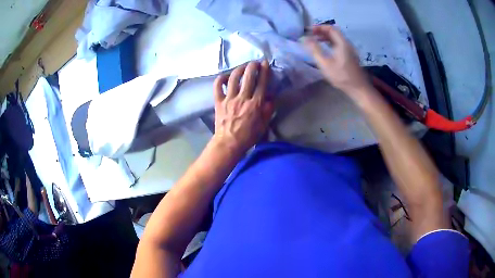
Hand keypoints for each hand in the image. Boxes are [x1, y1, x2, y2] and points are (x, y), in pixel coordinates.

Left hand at [212, 60, 273, 153]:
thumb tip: (270, 97)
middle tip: (254, 62)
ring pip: (233, 78)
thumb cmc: (248, 136)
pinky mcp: (218, 101)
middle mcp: (242, 98)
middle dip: (252, 66)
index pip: (261, 83)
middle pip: (248, 76)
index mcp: (255, 104)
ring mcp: (229, 99)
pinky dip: (221, 79)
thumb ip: (268, 109)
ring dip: (239, 69)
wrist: (229, 143)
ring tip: (243, 66)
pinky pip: (218, 86)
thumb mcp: (264, 124)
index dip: (264, 71)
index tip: (265, 63)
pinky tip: (225, 76)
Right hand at [304, 25, 371, 96]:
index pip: (331, 28)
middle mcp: (347, 44)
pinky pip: (339, 45)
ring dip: (325, 37)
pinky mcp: (350, 57)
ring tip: (315, 41)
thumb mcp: (325, 63)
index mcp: (342, 43)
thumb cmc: (341, 76)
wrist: (358, 88)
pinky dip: (330, 43)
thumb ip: (314, 49)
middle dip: (321, 31)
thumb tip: (304, 38)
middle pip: (334, 32)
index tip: (309, 30)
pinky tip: (325, 49)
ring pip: (337, 39)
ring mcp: (350, 50)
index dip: (319, 27)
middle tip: (310, 35)